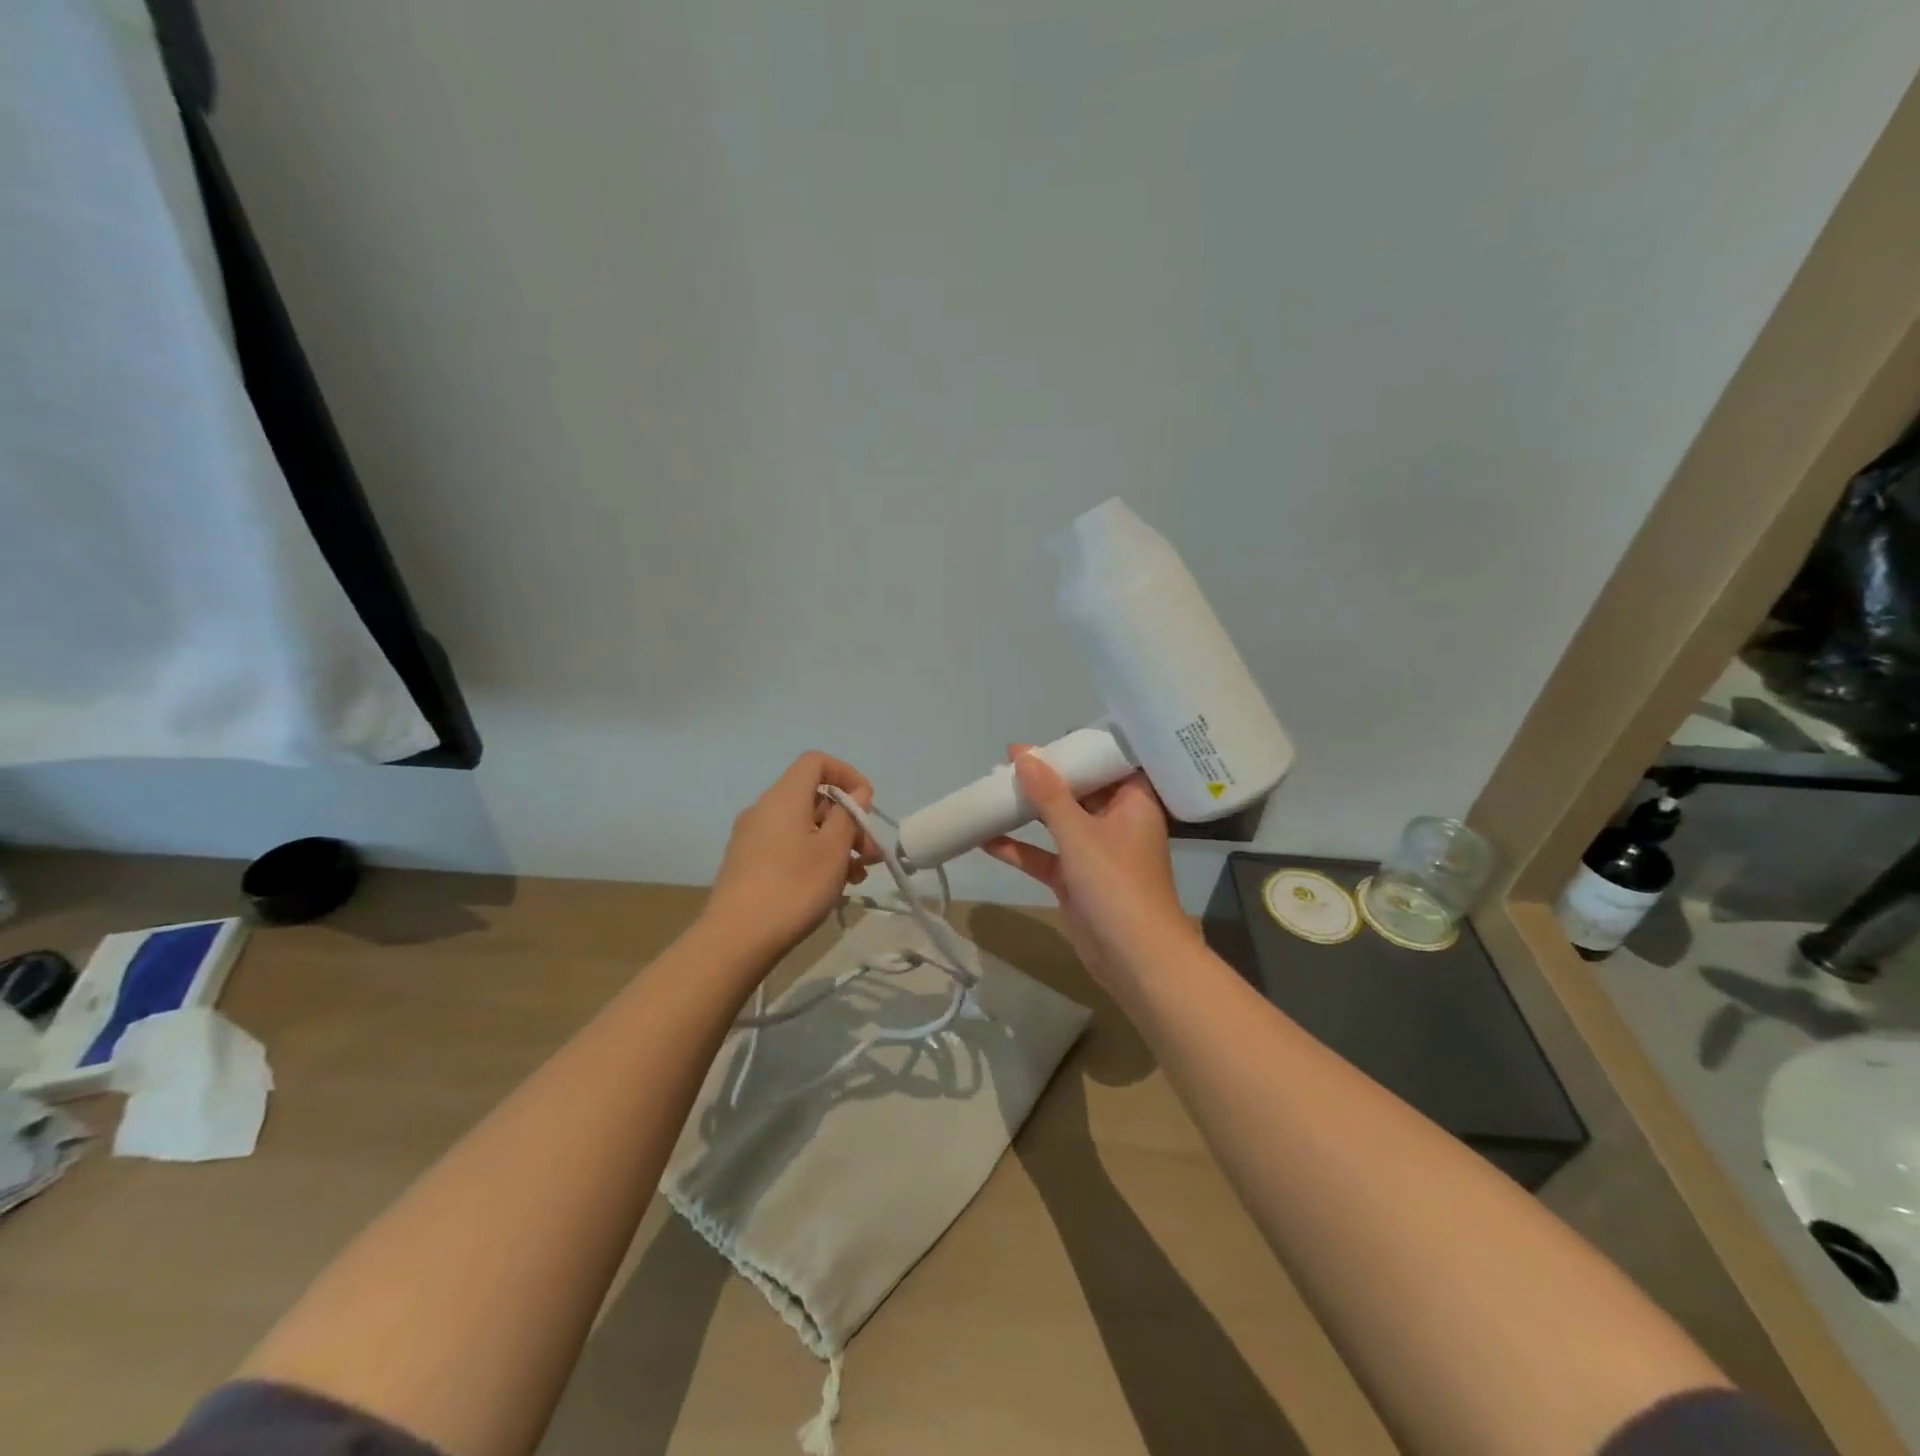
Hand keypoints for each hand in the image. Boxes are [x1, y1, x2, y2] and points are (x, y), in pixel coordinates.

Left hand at [704, 752, 882, 964]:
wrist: (735, 940)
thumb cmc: (793, 887)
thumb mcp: (833, 850)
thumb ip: (849, 815)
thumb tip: (857, 792)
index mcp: (784, 797)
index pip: (816, 762)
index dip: (847, 775)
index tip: (867, 805)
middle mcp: (764, 809)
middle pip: (813, 798)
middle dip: (848, 820)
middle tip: (871, 853)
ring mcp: (752, 838)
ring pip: (803, 827)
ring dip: (835, 844)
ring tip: (857, 876)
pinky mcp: (747, 864)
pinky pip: (788, 847)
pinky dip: (813, 857)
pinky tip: (831, 887)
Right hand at [982, 745, 1196, 984]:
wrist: (1135, 959)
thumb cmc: (1116, 884)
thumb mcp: (1079, 834)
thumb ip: (1049, 795)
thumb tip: (1023, 754)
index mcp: (1133, 802)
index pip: (1110, 762)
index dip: (1081, 748)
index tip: (1048, 737)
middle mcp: (1116, 822)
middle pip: (1079, 790)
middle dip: (1046, 776)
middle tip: (1009, 758)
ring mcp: (1095, 853)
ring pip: (1058, 822)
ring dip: (1029, 810)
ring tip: (993, 787)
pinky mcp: (1076, 880)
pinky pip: (1045, 855)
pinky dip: (1019, 848)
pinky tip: (985, 837)